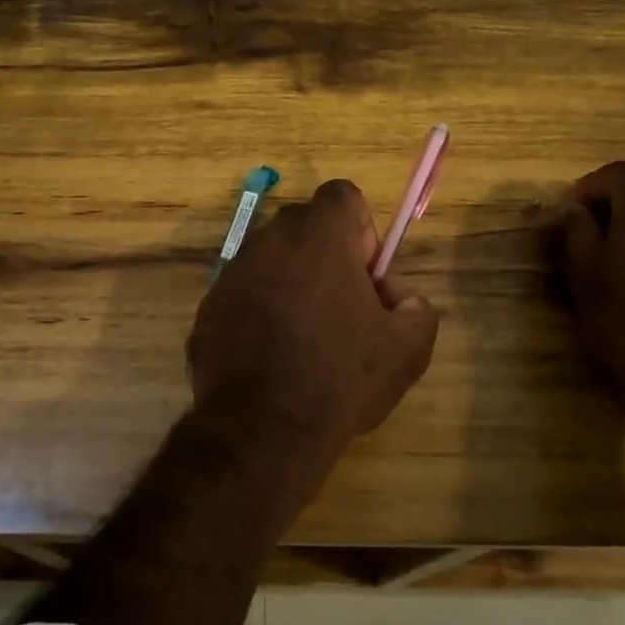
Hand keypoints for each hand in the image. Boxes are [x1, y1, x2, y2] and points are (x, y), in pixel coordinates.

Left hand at [188, 179, 439, 465]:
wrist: (261, 429)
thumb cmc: (339, 378)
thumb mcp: (408, 348)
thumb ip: (416, 305)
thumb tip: (395, 294)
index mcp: (318, 235)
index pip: (343, 195)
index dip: (361, 230)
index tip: (365, 276)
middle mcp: (269, 239)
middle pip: (305, 225)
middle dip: (328, 255)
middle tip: (341, 308)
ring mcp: (232, 272)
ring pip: (272, 258)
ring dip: (292, 281)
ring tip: (305, 338)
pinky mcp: (208, 305)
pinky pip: (245, 292)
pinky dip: (260, 309)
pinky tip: (272, 356)